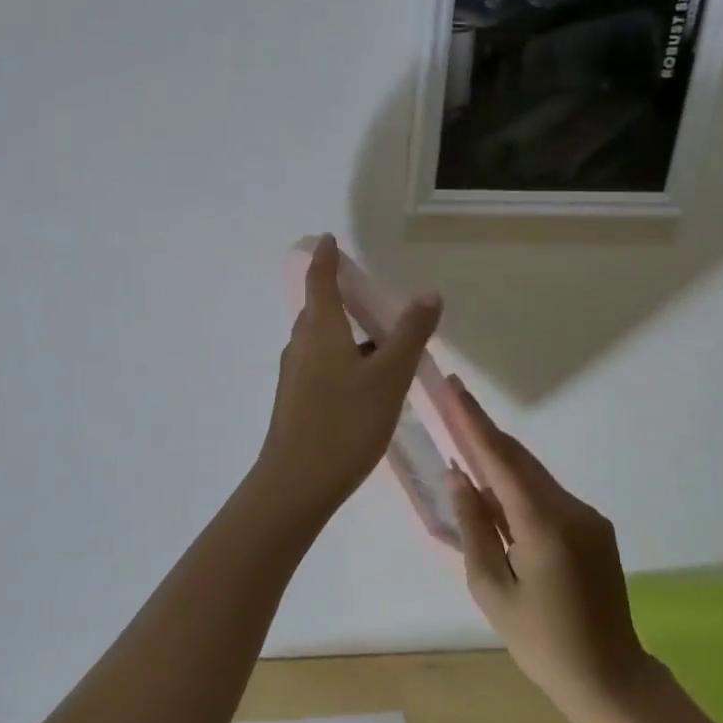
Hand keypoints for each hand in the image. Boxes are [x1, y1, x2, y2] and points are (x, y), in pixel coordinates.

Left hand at [252, 235, 442, 522]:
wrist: (296, 483)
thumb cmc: (345, 423)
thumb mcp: (388, 377)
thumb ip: (409, 334)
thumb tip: (428, 293)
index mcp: (319, 330)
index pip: (319, 279)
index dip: (326, 257)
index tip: (330, 239)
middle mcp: (300, 345)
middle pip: (320, 311)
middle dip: (343, 299)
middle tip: (375, 300)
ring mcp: (294, 374)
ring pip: (322, 341)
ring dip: (347, 335)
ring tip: (383, 346)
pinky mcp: (295, 400)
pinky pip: (321, 365)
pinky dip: (343, 360)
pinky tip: (367, 386)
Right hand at [445, 376, 652, 722]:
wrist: (610, 679)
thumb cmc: (540, 641)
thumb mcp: (491, 588)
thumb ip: (473, 526)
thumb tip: (458, 476)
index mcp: (543, 525)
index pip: (499, 460)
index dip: (472, 422)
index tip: (453, 388)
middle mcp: (570, 509)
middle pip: (518, 458)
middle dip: (482, 428)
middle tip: (452, 399)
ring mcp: (588, 517)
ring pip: (533, 475)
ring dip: (499, 457)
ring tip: (464, 438)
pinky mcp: (595, 527)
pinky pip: (547, 495)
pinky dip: (518, 485)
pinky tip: (495, 492)